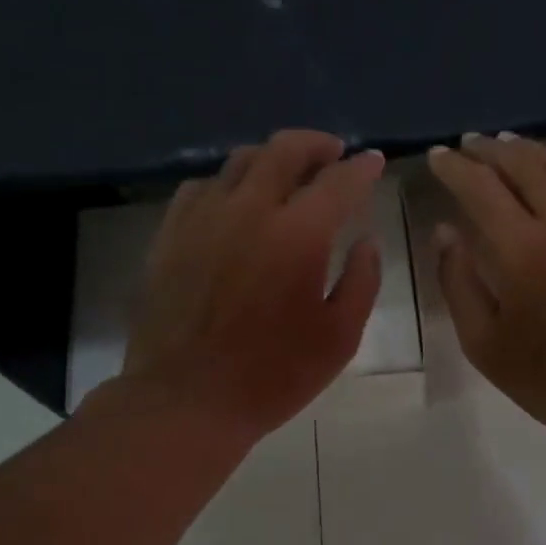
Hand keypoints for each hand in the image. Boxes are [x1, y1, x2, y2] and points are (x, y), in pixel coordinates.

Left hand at [121, 130, 385, 438]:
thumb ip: (362, 281)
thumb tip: (366, 241)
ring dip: (272, 158)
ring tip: (288, 173)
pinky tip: (236, 201)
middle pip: (284, 150)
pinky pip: (201, 187)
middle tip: (333, 153)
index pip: (338, 182)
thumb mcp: (340, 337)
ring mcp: (203, 218)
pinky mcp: (171, 234)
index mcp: (298, 234)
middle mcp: (249, 210)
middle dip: (316, 144)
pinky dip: (228, 183)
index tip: (375, 161)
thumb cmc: (273, 375)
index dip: (362, 168)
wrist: (186, 400)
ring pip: (240, 161)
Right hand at [428, 133, 545, 434]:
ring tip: (510, 145)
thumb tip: (445, 231)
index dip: (454, 168)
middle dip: (492, 150)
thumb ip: (459, 281)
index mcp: (523, 250)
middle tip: (471, 143)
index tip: (438, 156)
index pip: (481, 188)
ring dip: (533, 152)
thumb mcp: (484, 343)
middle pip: (525, 167)